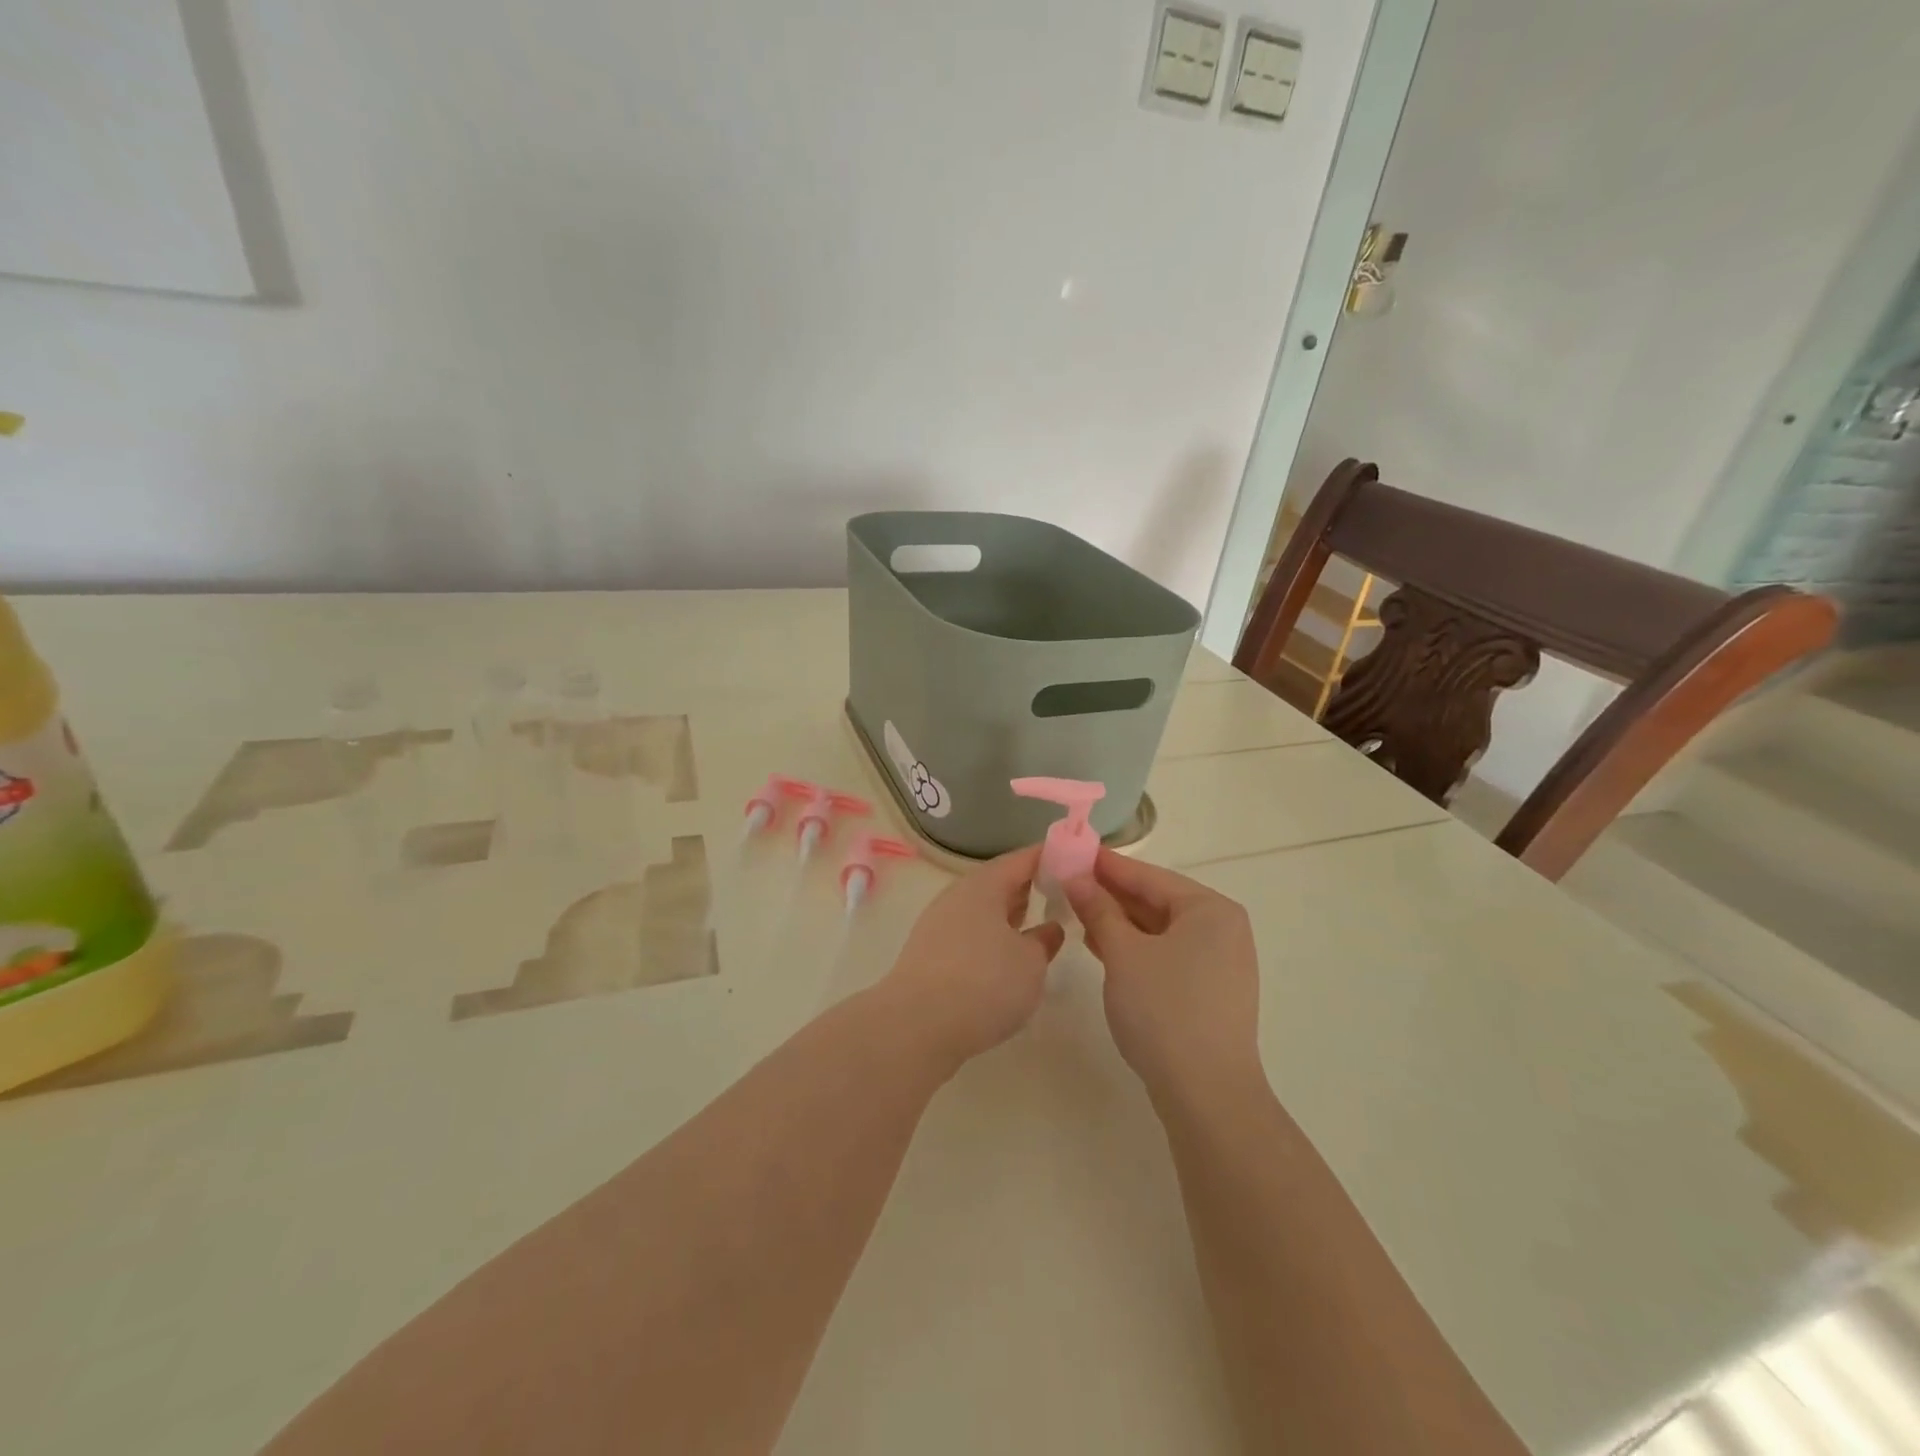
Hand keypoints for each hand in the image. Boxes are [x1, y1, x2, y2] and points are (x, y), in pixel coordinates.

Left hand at [878, 846, 1065, 1071]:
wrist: (916, 1026)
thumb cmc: (984, 983)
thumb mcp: (1031, 963)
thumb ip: (1044, 941)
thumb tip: (1049, 928)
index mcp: (984, 886)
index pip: (1021, 860)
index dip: (1048, 857)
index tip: (1073, 859)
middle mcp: (957, 897)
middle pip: (998, 883)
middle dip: (1027, 888)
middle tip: (1060, 895)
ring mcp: (939, 925)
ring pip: (982, 911)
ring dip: (1008, 916)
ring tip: (1036, 927)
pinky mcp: (929, 955)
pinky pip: (968, 935)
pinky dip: (990, 939)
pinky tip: (1004, 960)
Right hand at [1064, 850, 1262, 1107]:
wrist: (1206, 1094)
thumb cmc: (1164, 1010)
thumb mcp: (1123, 954)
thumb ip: (1099, 910)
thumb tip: (1077, 878)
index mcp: (1210, 910)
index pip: (1149, 876)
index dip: (1107, 865)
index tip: (1072, 852)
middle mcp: (1222, 929)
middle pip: (1157, 901)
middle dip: (1111, 895)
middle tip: (1068, 883)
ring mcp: (1219, 963)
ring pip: (1160, 930)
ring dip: (1120, 922)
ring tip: (1077, 913)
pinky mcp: (1210, 992)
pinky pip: (1167, 955)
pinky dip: (1136, 949)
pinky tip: (1102, 947)